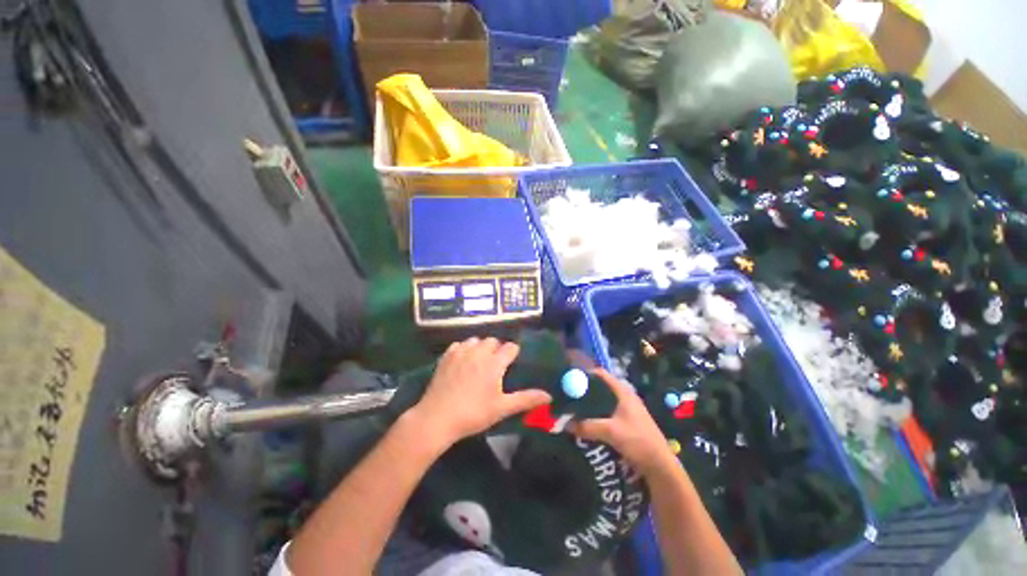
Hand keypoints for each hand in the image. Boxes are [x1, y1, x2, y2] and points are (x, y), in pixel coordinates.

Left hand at [410, 338, 551, 446]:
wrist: (437, 418)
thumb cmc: (474, 413)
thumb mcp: (502, 408)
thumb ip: (526, 399)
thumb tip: (549, 396)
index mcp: (494, 362)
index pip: (511, 347)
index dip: (513, 354)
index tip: (512, 364)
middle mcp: (479, 351)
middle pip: (493, 341)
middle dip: (497, 349)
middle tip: (496, 366)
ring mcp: (461, 352)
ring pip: (475, 340)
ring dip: (480, 347)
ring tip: (479, 362)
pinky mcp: (446, 356)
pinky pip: (459, 345)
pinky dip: (463, 349)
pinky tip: (462, 362)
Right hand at [570, 370, 672, 474]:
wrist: (660, 465)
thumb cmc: (638, 440)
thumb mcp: (610, 432)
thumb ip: (587, 426)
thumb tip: (565, 424)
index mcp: (623, 391)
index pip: (601, 374)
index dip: (585, 374)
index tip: (570, 380)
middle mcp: (624, 396)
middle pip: (600, 387)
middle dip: (585, 391)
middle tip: (569, 396)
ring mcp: (626, 409)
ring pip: (603, 401)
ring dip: (590, 404)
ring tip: (574, 409)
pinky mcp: (626, 421)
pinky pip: (606, 412)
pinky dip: (596, 414)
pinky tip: (586, 421)